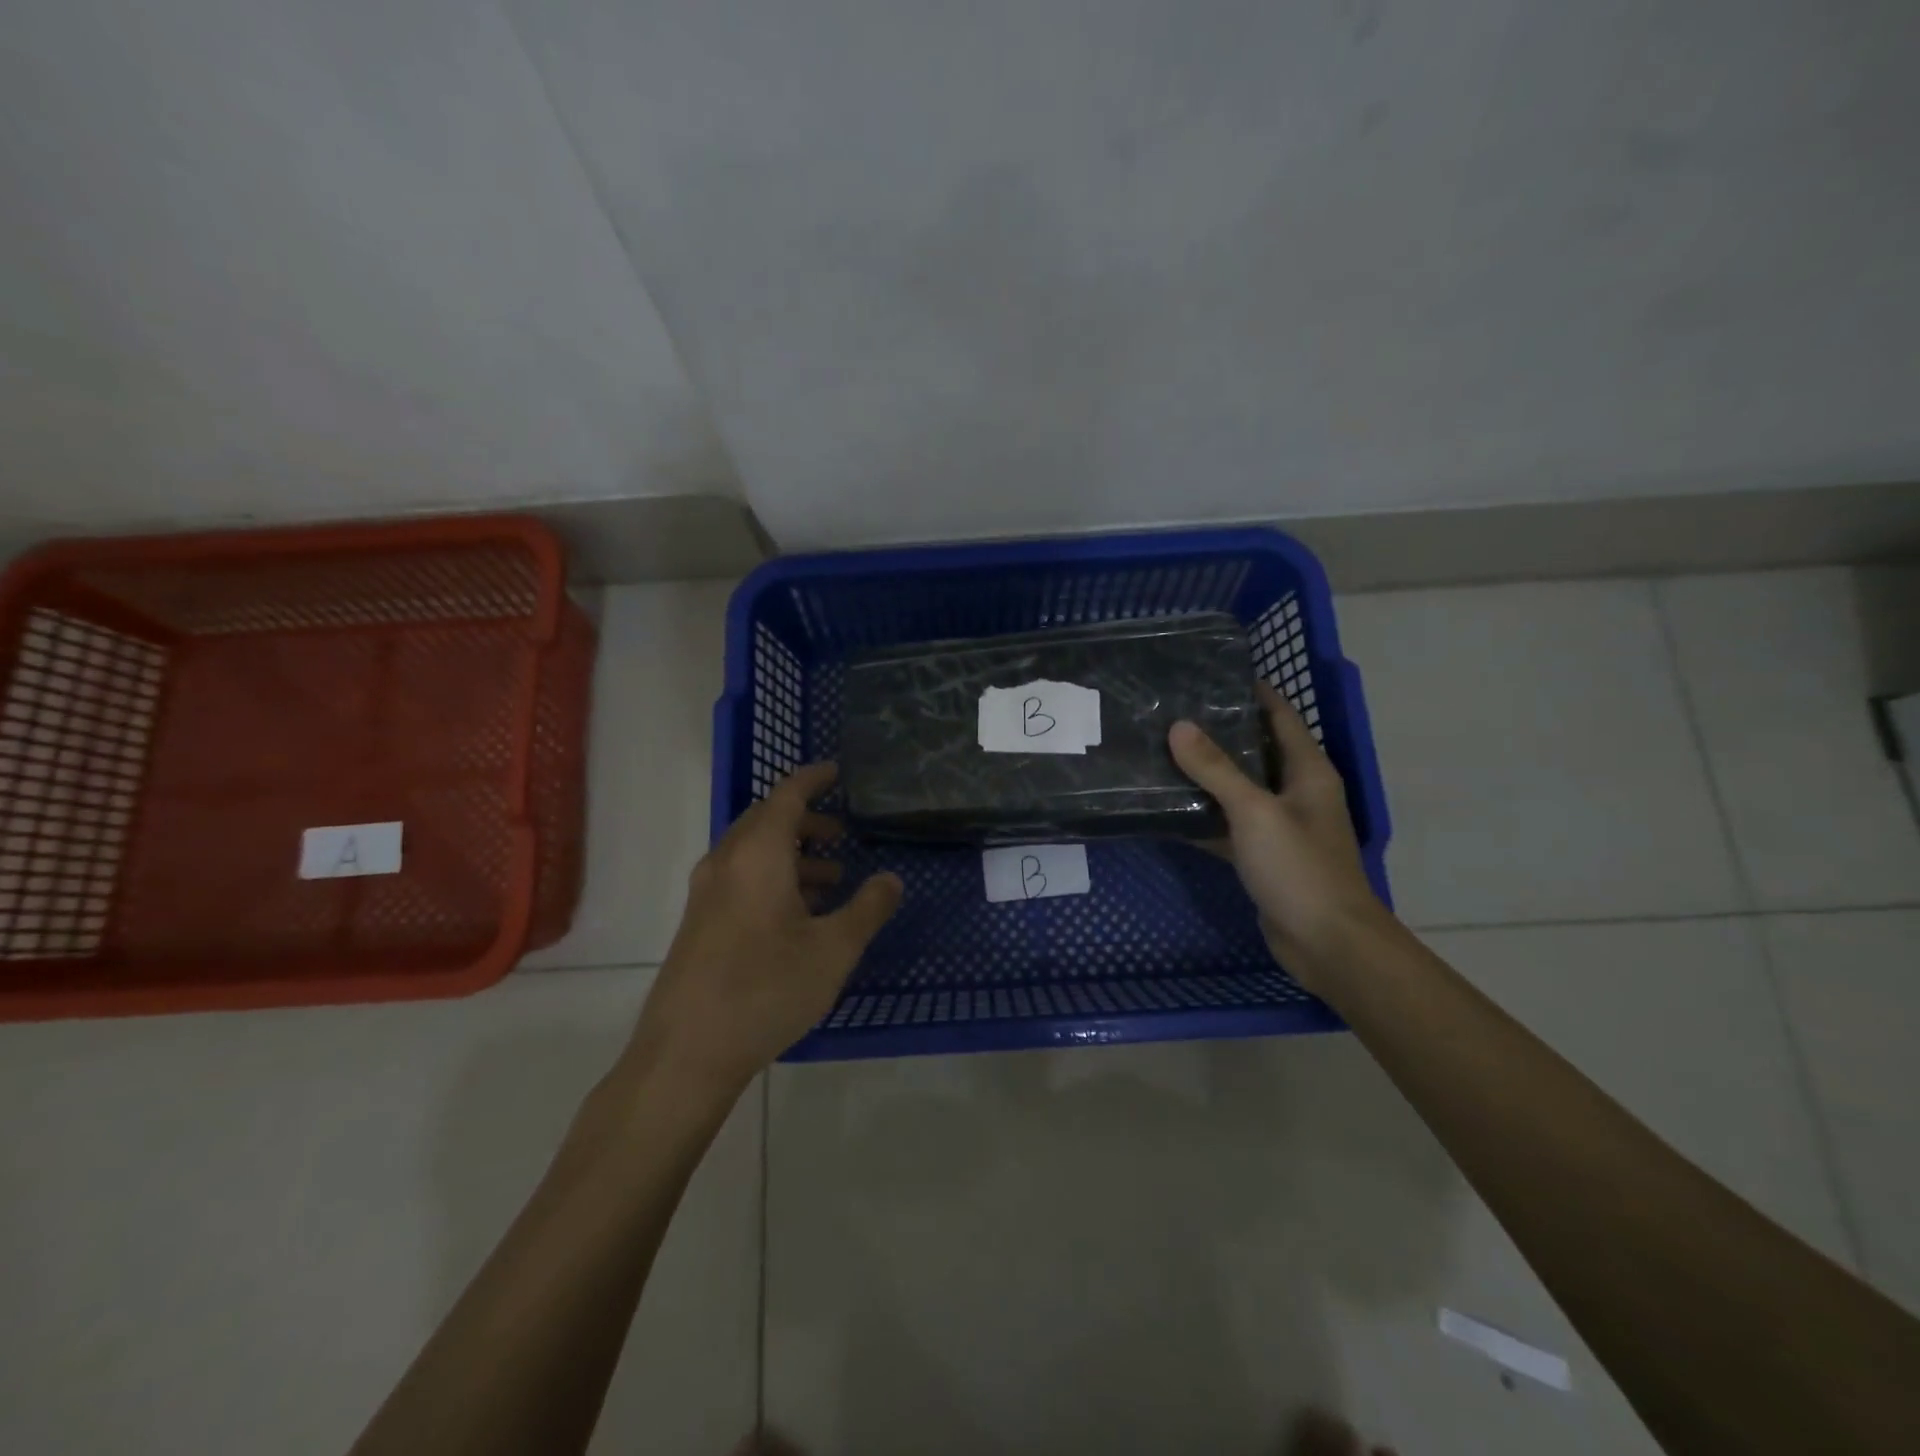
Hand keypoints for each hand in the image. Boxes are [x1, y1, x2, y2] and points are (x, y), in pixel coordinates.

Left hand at [624, 763, 902, 1094]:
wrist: (686, 1053)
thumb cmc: (766, 990)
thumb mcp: (833, 950)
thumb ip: (868, 908)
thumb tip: (891, 879)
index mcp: (757, 855)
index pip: (787, 795)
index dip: (814, 779)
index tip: (838, 772)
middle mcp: (726, 862)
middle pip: (767, 820)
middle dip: (807, 820)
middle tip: (843, 834)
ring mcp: (706, 892)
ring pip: (754, 852)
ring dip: (793, 854)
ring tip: (832, 879)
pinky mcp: (699, 921)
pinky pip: (741, 877)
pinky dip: (774, 877)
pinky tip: (800, 914)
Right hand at [1168, 681, 1385, 985]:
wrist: (1327, 942)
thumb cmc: (1299, 867)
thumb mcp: (1255, 811)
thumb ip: (1216, 769)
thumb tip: (1178, 726)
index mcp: (1307, 770)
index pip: (1280, 715)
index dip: (1251, 691)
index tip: (1210, 674)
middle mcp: (1296, 791)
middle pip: (1255, 749)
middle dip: (1217, 731)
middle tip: (1170, 712)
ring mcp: (1278, 825)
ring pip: (1237, 789)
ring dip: (1205, 774)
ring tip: (1160, 751)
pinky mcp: (1262, 855)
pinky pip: (1227, 824)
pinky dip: (1202, 816)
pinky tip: (1166, 807)